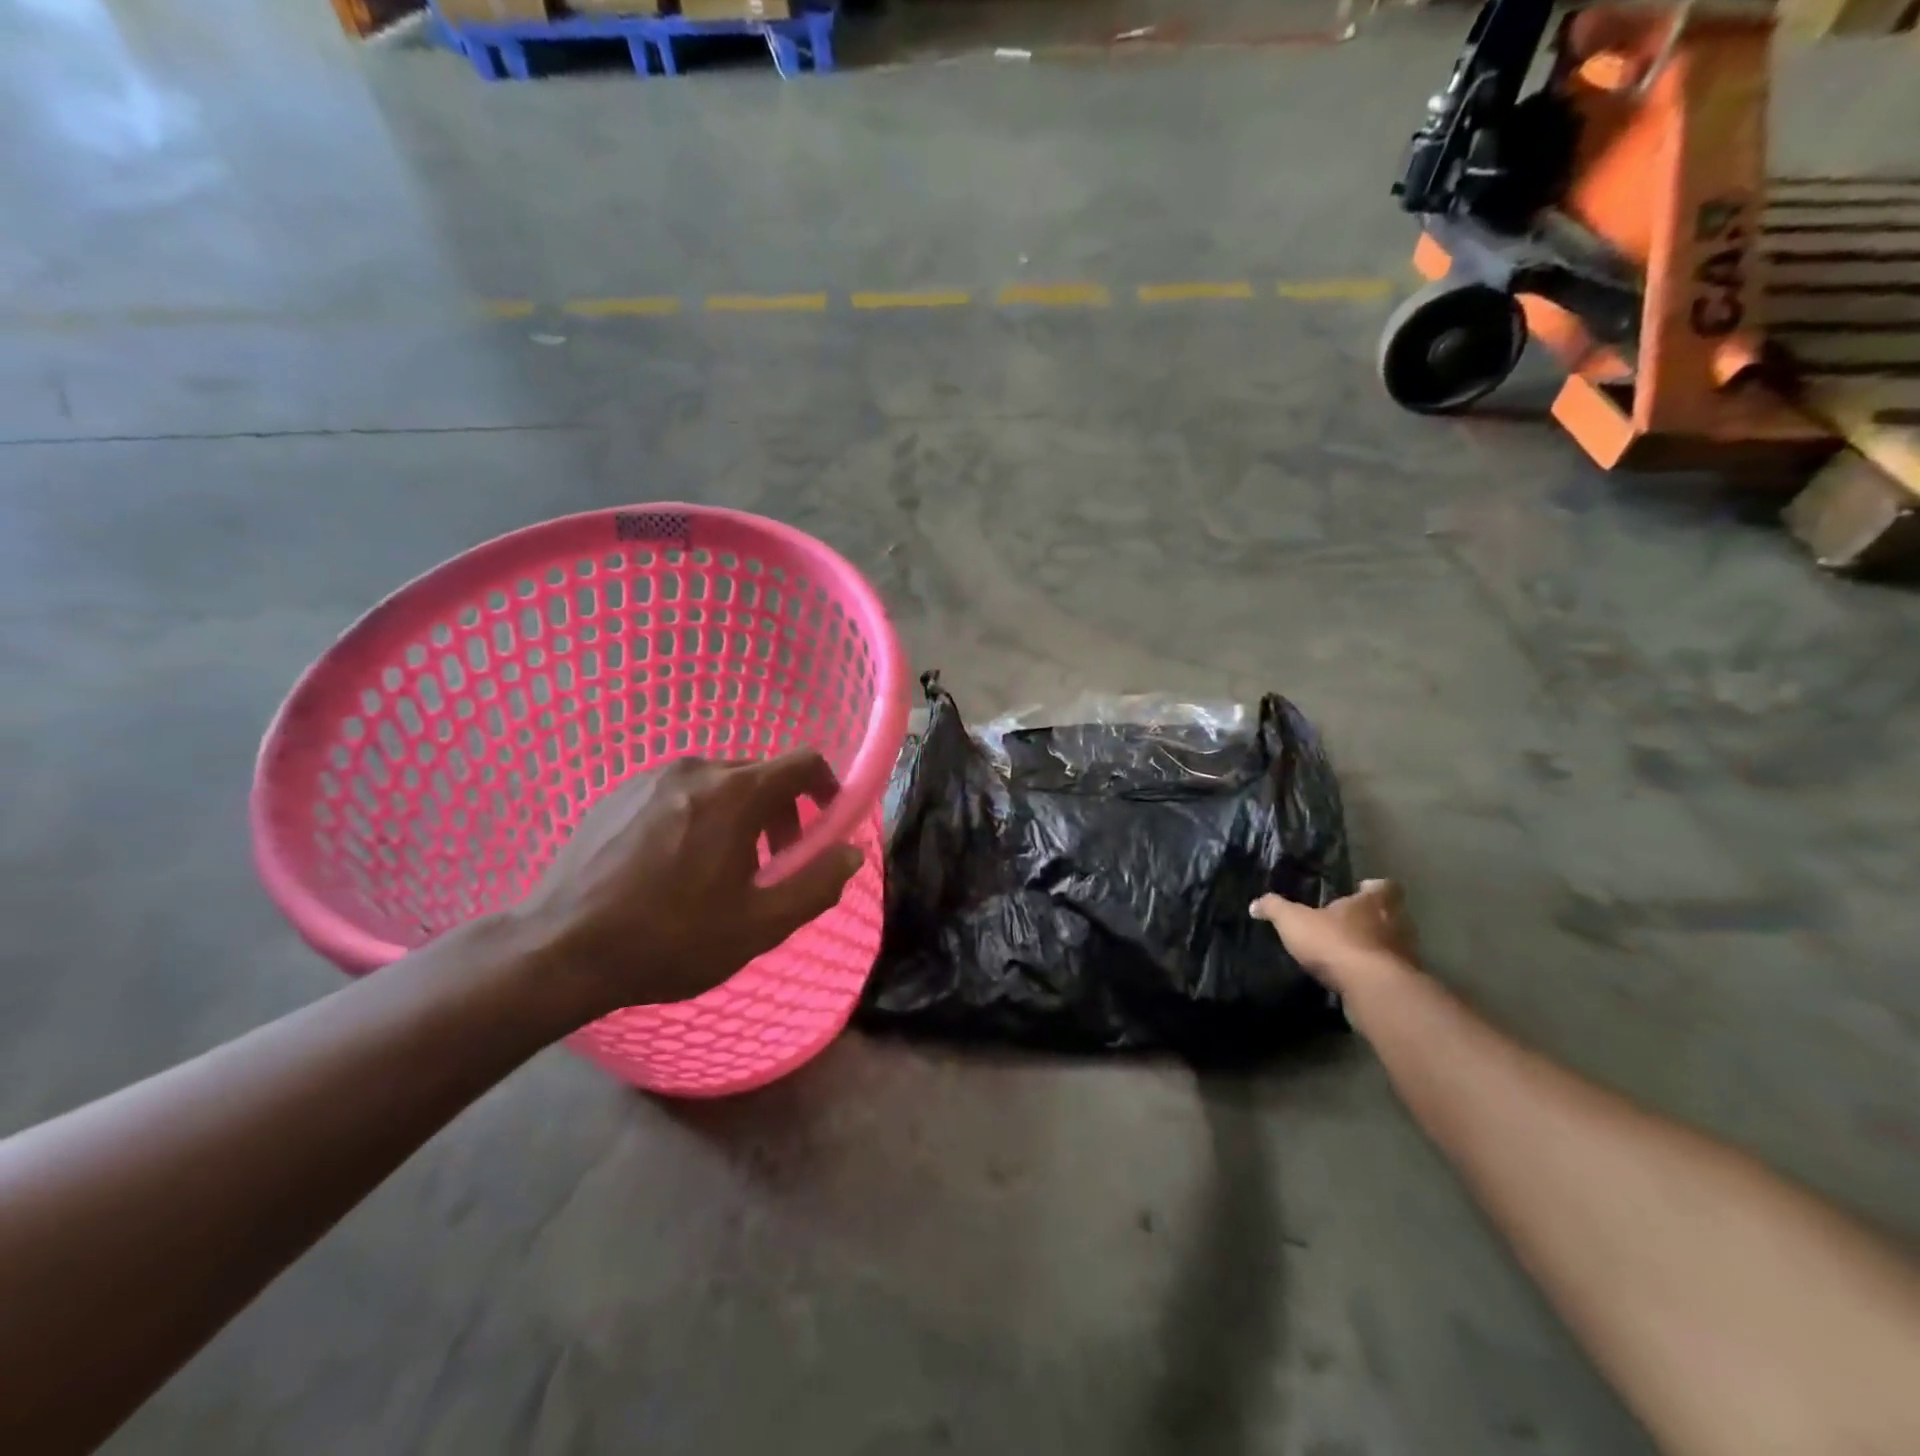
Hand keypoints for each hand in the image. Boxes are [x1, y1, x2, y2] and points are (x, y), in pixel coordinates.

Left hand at [510, 751, 862, 1017]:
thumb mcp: (759, 926)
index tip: (826, 822)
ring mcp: (650, 778)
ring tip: (723, 869)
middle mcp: (696, 770)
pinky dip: (699, 816)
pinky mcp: (617, 793)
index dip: (827, 786)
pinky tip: (676, 865)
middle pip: (761, 774)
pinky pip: (679, 793)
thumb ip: (816, 885)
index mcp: (735, 794)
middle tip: (774, 862)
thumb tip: (850, 853)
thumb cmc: (670, 939)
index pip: (803, 762)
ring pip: (719, 783)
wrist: (559, 949)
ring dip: (739, 816)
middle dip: (782, 812)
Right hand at [1249, 878, 1417, 992]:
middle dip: (1373, 918)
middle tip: (1350, 923)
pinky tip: (1356, 979)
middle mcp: (1397, 923)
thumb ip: (1275, 909)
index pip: (1384, 886)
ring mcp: (1406, 954)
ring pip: (1394, 944)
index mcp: (1373, 902)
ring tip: (1350, 953)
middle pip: (1392, 915)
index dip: (1373, 888)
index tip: (1360, 890)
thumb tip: (1255, 904)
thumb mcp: (1294, 921)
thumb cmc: (1335, 943)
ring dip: (1376, 947)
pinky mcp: (1404, 983)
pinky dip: (1376, 973)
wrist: (1373, 989)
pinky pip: (1391, 972)